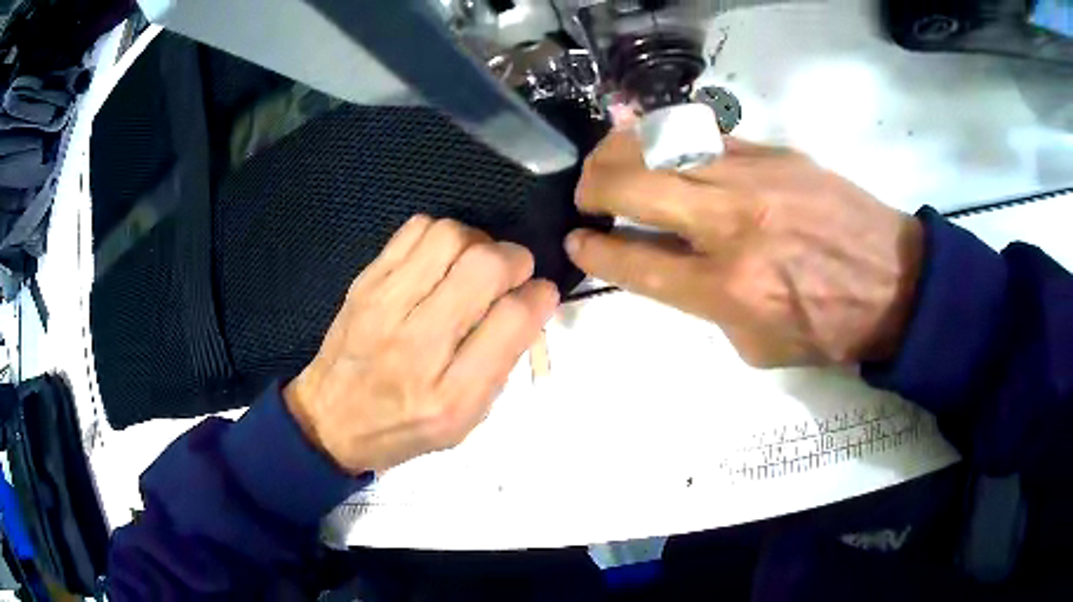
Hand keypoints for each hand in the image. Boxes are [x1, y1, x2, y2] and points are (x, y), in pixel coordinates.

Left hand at [284, 216, 558, 473]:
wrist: (331, 419)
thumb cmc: (405, 428)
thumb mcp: (465, 421)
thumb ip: (501, 364)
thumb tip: (530, 303)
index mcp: (451, 394)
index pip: (512, 320)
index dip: (539, 296)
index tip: (540, 294)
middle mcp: (418, 345)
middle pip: (484, 267)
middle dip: (515, 259)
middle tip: (513, 274)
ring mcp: (385, 306)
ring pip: (450, 237)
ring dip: (478, 242)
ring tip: (475, 265)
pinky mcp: (365, 282)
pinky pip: (414, 230)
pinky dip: (441, 235)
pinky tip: (441, 260)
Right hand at [566, 130, 923, 366]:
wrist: (894, 283)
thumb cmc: (829, 328)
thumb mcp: (757, 347)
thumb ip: (707, 306)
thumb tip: (675, 268)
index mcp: (725, 288)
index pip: (635, 260)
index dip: (594, 247)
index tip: (576, 237)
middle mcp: (729, 225)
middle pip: (633, 187)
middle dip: (592, 187)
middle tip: (586, 194)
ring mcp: (752, 178)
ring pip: (662, 146)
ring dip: (619, 150)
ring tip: (607, 159)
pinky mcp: (774, 153)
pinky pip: (705, 135)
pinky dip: (668, 136)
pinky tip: (653, 138)